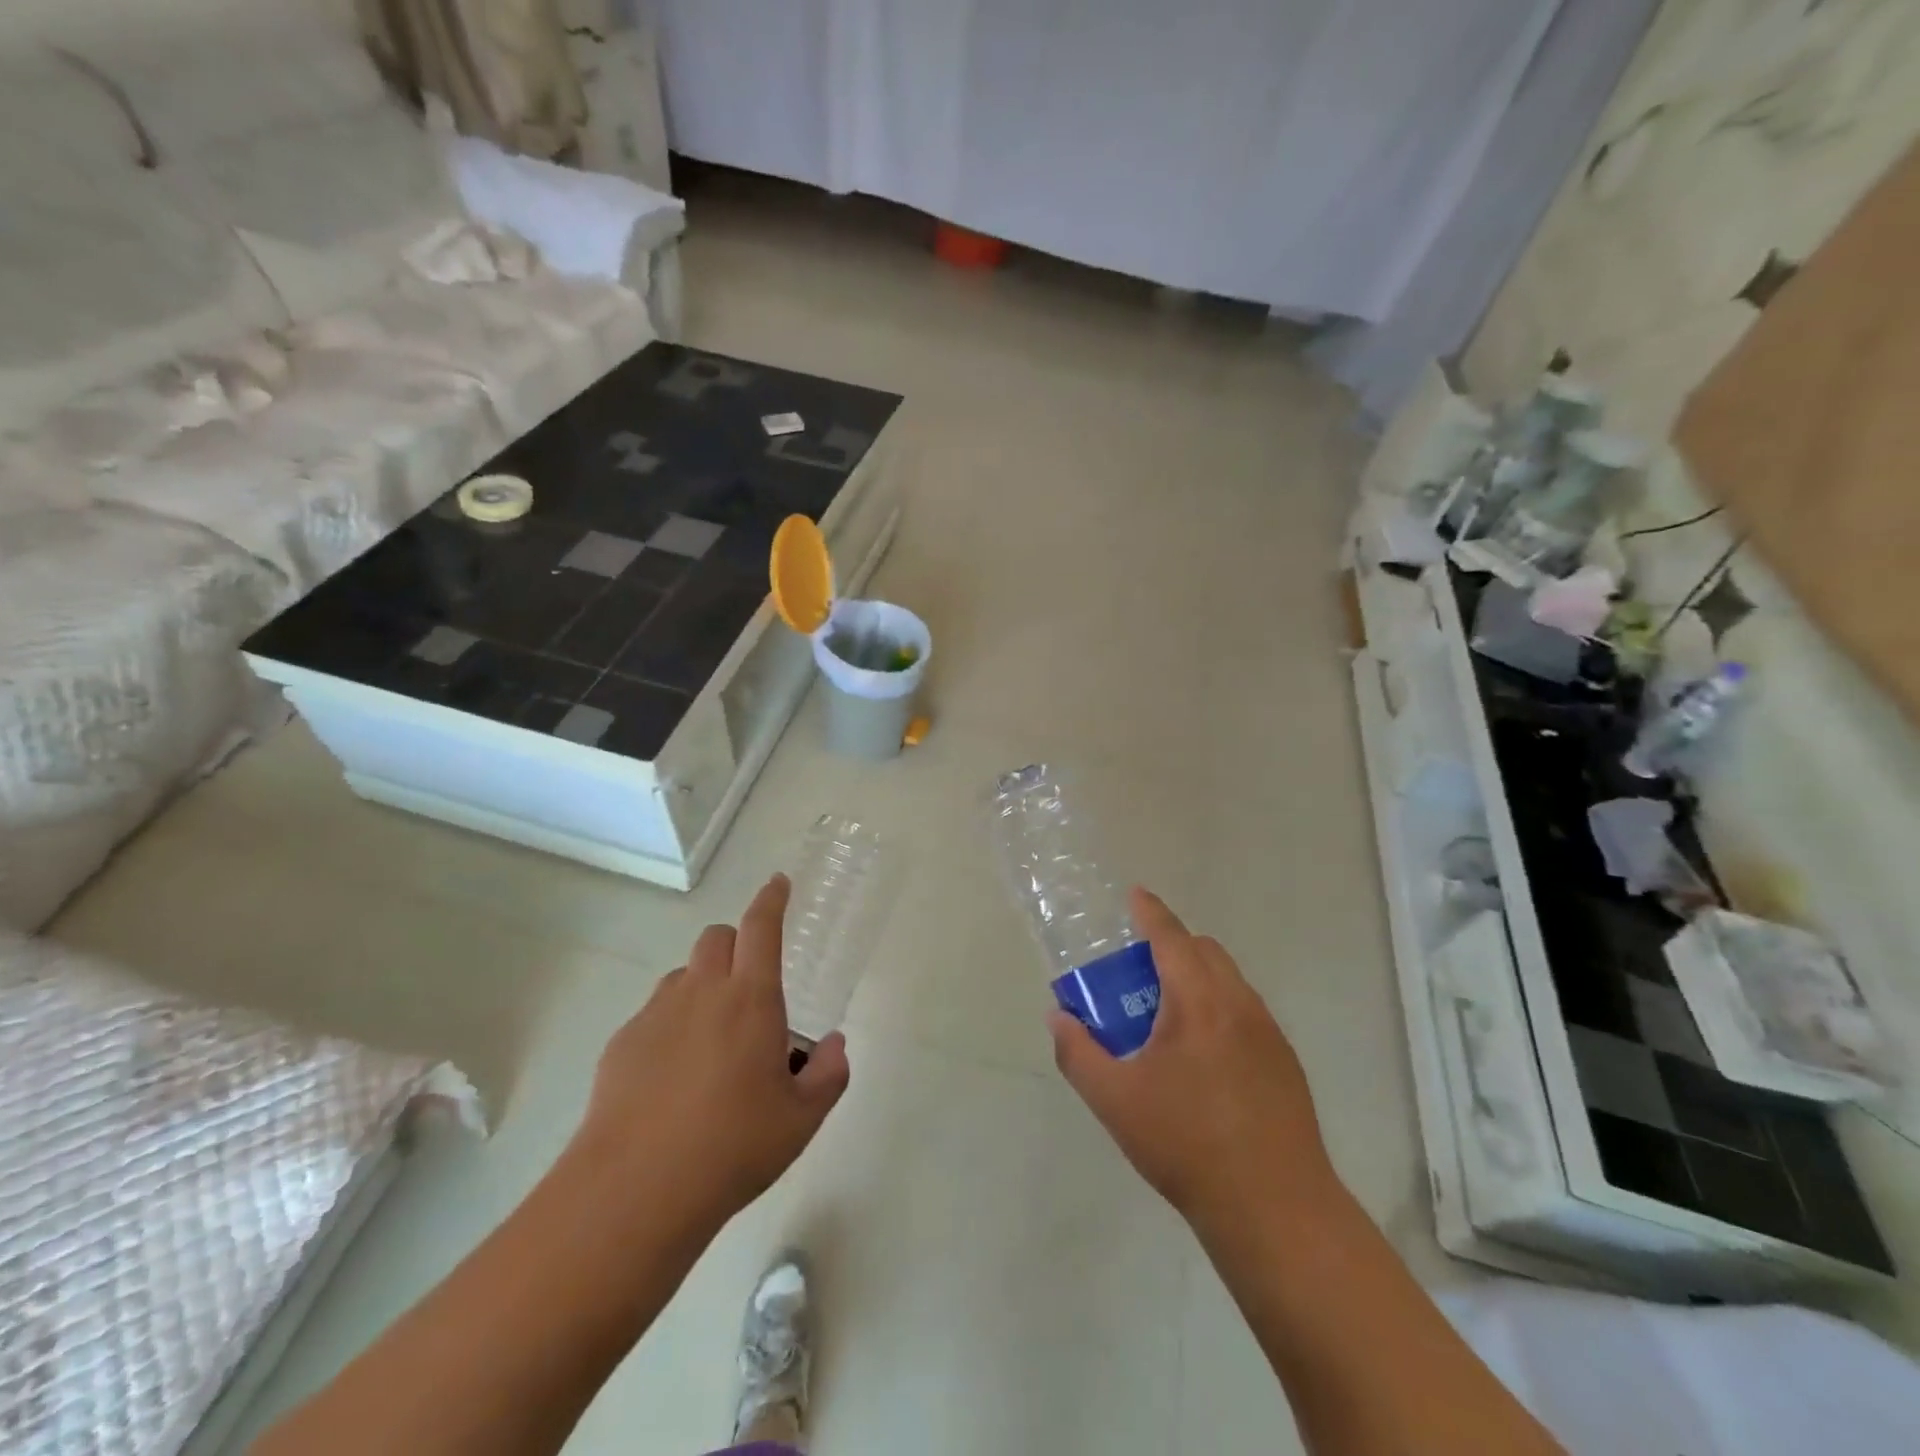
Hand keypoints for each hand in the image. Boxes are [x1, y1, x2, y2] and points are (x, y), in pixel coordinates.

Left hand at [572, 875, 850, 1234]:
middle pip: (716, 938)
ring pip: (682, 975)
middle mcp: (701, 993)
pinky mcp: (621, 1044)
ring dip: (702, 985)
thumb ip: (827, 1075)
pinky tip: (673, 1077)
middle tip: (749, 987)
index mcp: (751, 999)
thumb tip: (833, 1046)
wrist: (635, 1191)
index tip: (778, 883)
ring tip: (712, 1038)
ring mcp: (655, 1015)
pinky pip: (653, 1014)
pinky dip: (671, 1025)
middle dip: (736, 944)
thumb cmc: (732, 1147)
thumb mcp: (800, 1120)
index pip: (761, 928)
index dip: (771, 899)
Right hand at [1049, 888, 1337, 1233]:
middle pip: (1205, 952)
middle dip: (1172, 945)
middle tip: (1138, 972)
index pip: (1172, 937)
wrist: (1275, 1209)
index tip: (1134, 895)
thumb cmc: (1187, 1145)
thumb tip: (1059, 1018)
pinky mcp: (1286, 1064)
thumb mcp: (1115, 1100)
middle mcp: (1239, 1005)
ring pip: (1229, 982)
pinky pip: (1245, 1013)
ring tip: (1166, 1017)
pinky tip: (1202, 1058)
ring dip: (1197, 978)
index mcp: (1199, 1002)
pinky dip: (1218, 1008)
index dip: (1150, 912)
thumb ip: (1078, 1053)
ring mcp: (1269, 1034)